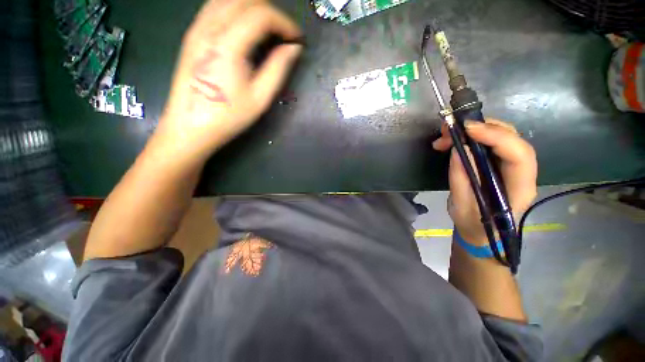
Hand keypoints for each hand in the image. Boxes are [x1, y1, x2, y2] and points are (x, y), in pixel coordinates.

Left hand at [156, 0, 301, 160]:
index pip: (261, 15)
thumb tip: (293, 49)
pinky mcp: (192, 35)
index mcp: (228, 44)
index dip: (284, 23)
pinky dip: (235, 9)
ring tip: (268, 29)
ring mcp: (197, 29)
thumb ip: (278, 68)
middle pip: (244, 0)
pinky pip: (215, 7)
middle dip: (270, 11)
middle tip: (284, 34)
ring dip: (253, 8)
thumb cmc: (228, 116)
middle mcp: (210, 28)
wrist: (190, 126)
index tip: (297, 38)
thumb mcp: (260, 97)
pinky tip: (245, 27)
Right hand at [432, 119, 537, 244]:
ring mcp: (512, 167)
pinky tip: (452, 142)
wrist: (481, 232)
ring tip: (444, 137)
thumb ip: (461, 178)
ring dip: (473, 131)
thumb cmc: (473, 225)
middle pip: (512, 139)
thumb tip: (458, 148)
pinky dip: (470, 137)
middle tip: (449, 130)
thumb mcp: (462, 206)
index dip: (496, 137)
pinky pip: (489, 143)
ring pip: (501, 137)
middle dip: (481, 129)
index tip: (466, 130)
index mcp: (519, 189)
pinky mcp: (499, 164)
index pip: (519, 155)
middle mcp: (522, 173)